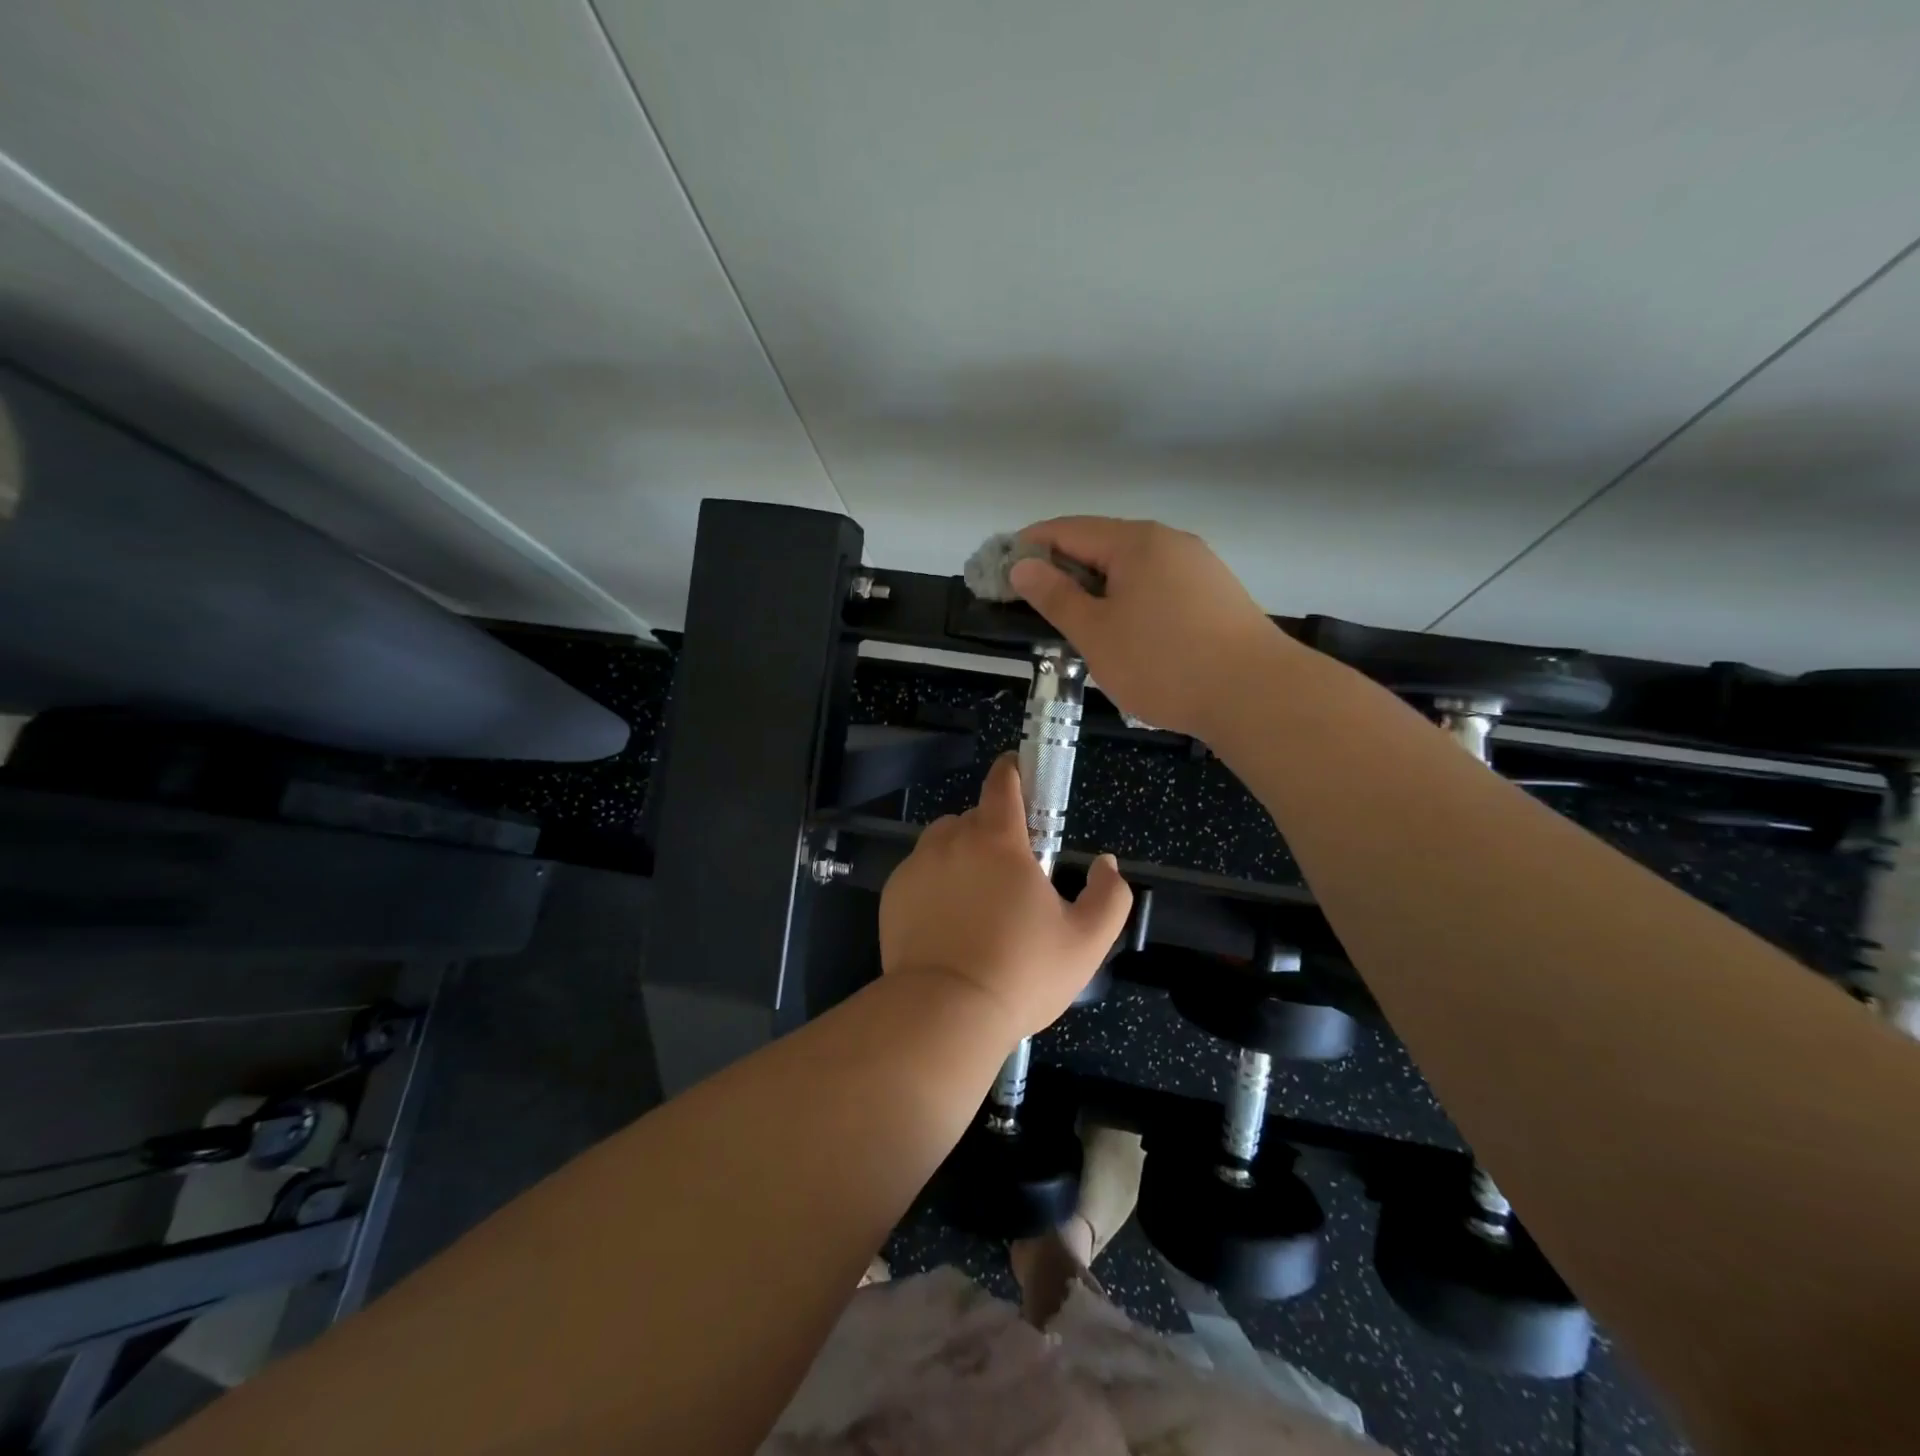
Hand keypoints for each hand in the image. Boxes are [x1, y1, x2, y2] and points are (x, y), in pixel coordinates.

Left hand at [879, 756, 1132, 1041]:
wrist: (944, 1013)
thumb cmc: (1021, 973)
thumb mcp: (1085, 941)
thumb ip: (1109, 896)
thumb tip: (1106, 864)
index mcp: (998, 840)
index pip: (1002, 783)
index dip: (1013, 772)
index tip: (1019, 774)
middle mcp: (952, 840)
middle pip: (975, 816)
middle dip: (994, 831)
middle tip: (1010, 873)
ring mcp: (917, 866)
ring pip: (943, 841)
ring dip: (961, 853)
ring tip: (975, 897)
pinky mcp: (893, 893)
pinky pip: (919, 871)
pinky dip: (934, 882)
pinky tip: (946, 921)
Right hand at [1009, 517, 1290, 742]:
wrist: (1256, 695)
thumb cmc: (1164, 663)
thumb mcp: (1096, 634)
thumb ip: (1055, 597)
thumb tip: (1023, 565)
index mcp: (1135, 542)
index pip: (1068, 529)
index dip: (1029, 546)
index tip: (1001, 572)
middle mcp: (1169, 542)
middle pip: (1101, 544)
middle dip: (1062, 570)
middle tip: (1033, 605)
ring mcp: (1198, 566)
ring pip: (1132, 568)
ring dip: (1097, 588)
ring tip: (1076, 624)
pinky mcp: (1215, 594)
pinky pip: (1157, 586)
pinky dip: (1129, 600)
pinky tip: (1125, 633)